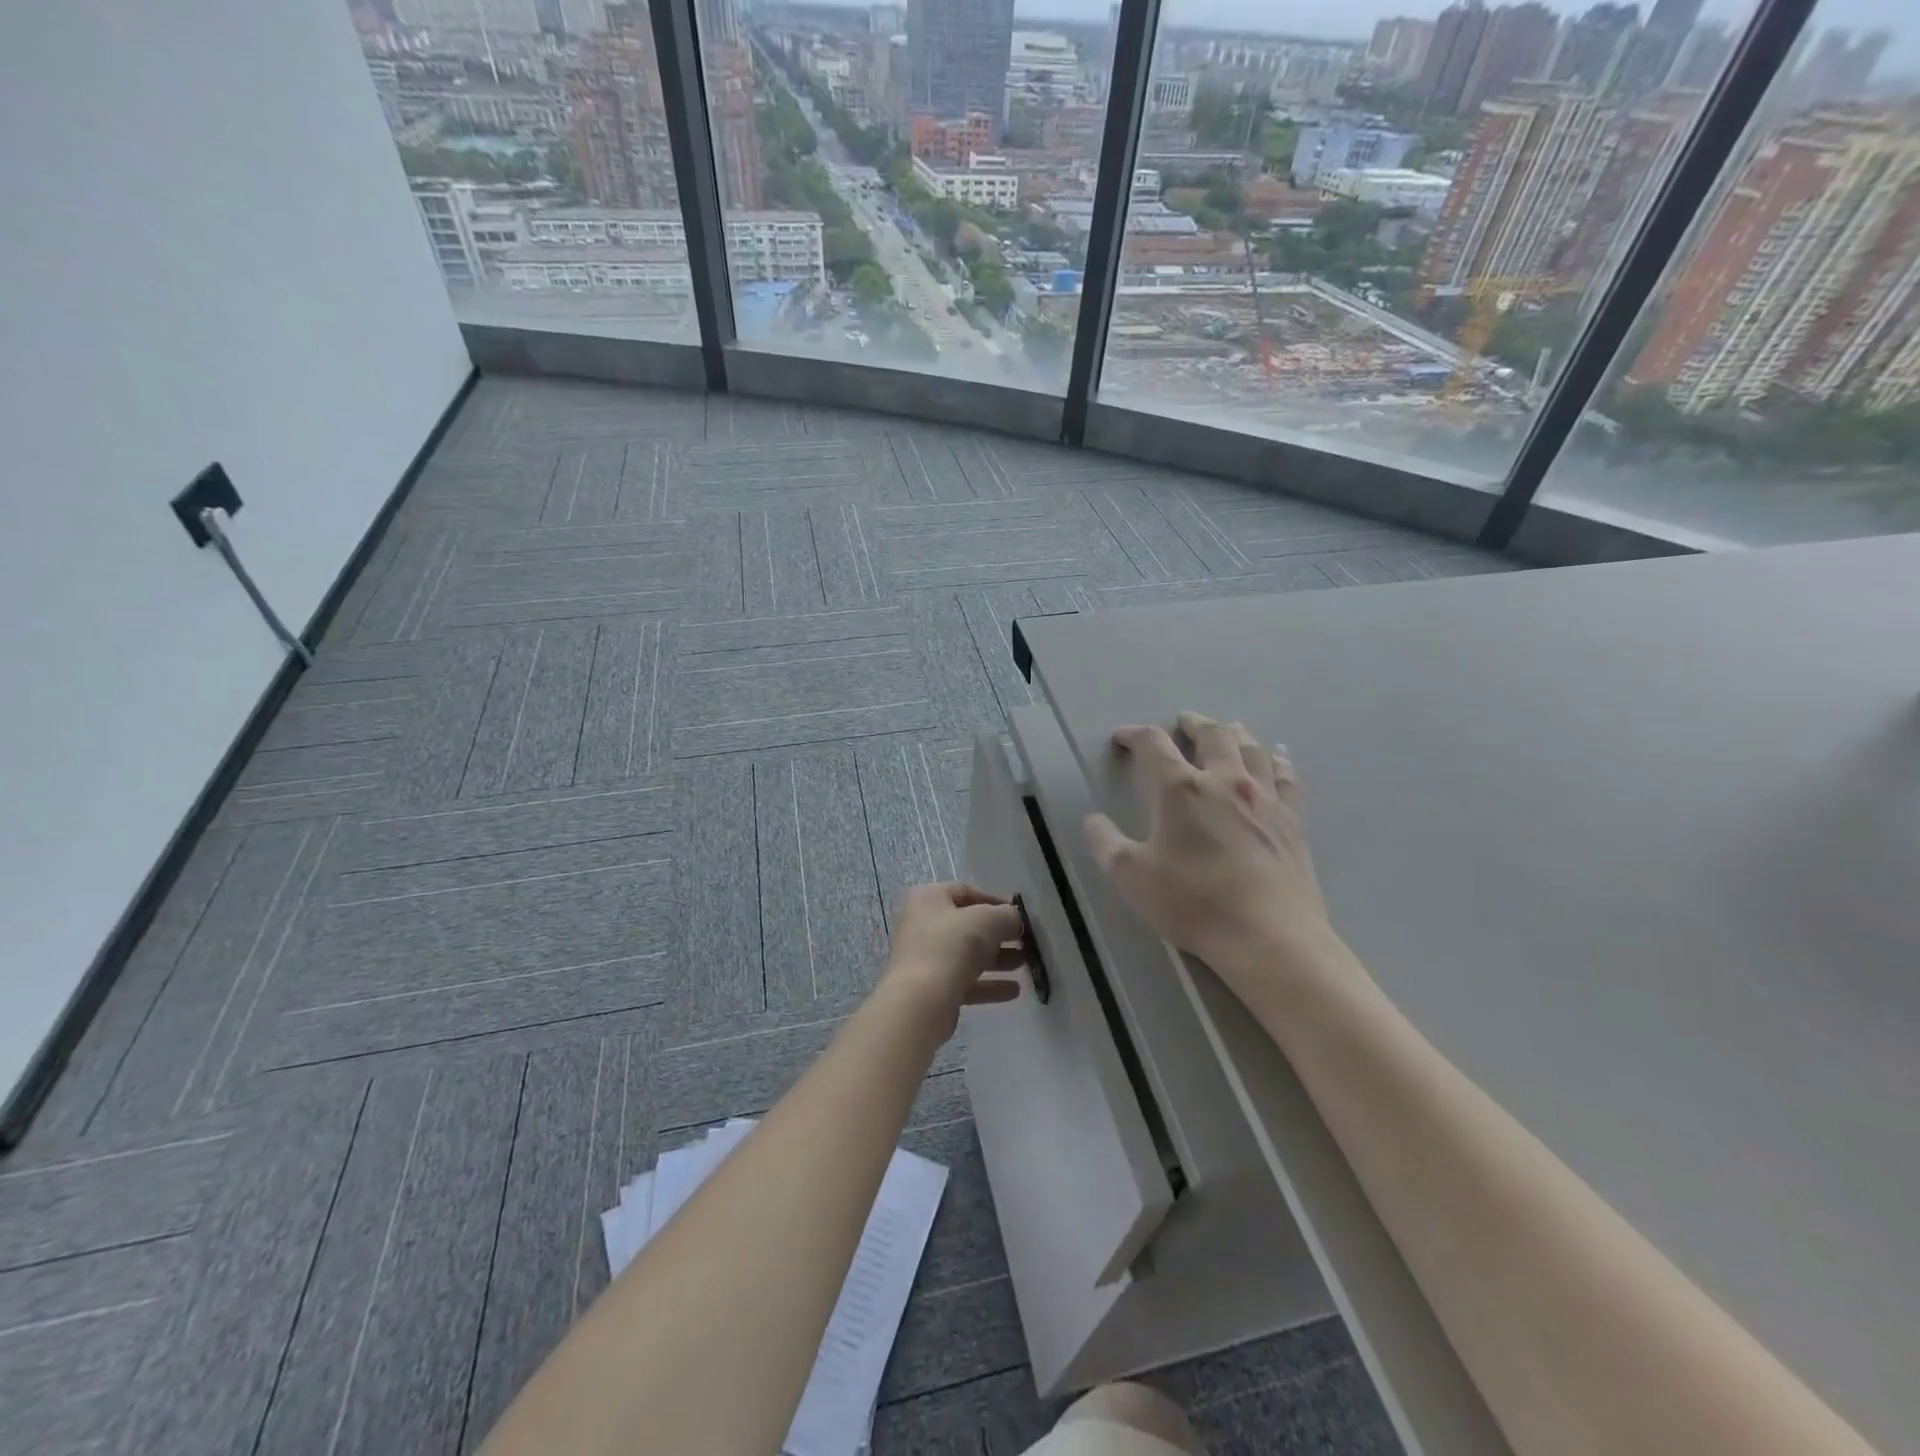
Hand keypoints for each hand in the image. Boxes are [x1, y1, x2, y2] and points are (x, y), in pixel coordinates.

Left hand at [880, 882, 1025, 1039]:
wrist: (921, 1000)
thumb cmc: (952, 945)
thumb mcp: (988, 920)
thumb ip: (1007, 916)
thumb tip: (1015, 920)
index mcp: (929, 899)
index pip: (966, 892)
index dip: (995, 901)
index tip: (1019, 915)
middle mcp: (922, 925)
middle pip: (967, 926)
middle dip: (1000, 934)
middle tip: (1025, 942)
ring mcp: (924, 958)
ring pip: (967, 955)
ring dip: (998, 960)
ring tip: (1024, 965)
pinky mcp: (931, 988)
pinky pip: (964, 981)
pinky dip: (988, 984)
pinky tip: (1014, 991)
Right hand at [1084, 712, 1334, 996]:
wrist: (1268, 935)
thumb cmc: (1192, 903)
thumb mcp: (1131, 877)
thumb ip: (1105, 843)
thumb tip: (1093, 820)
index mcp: (1181, 789)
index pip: (1153, 744)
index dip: (1133, 735)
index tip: (1122, 738)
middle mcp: (1224, 780)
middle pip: (1211, 734)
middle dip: (1192, 724)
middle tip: (1182, 722)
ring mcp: (1263, 797)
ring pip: (1251, 747)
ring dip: (1234, 733)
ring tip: (1227, 730)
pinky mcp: (1291, 819)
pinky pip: (1284, 776)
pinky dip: (1275, 759)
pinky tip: (1275, 757)